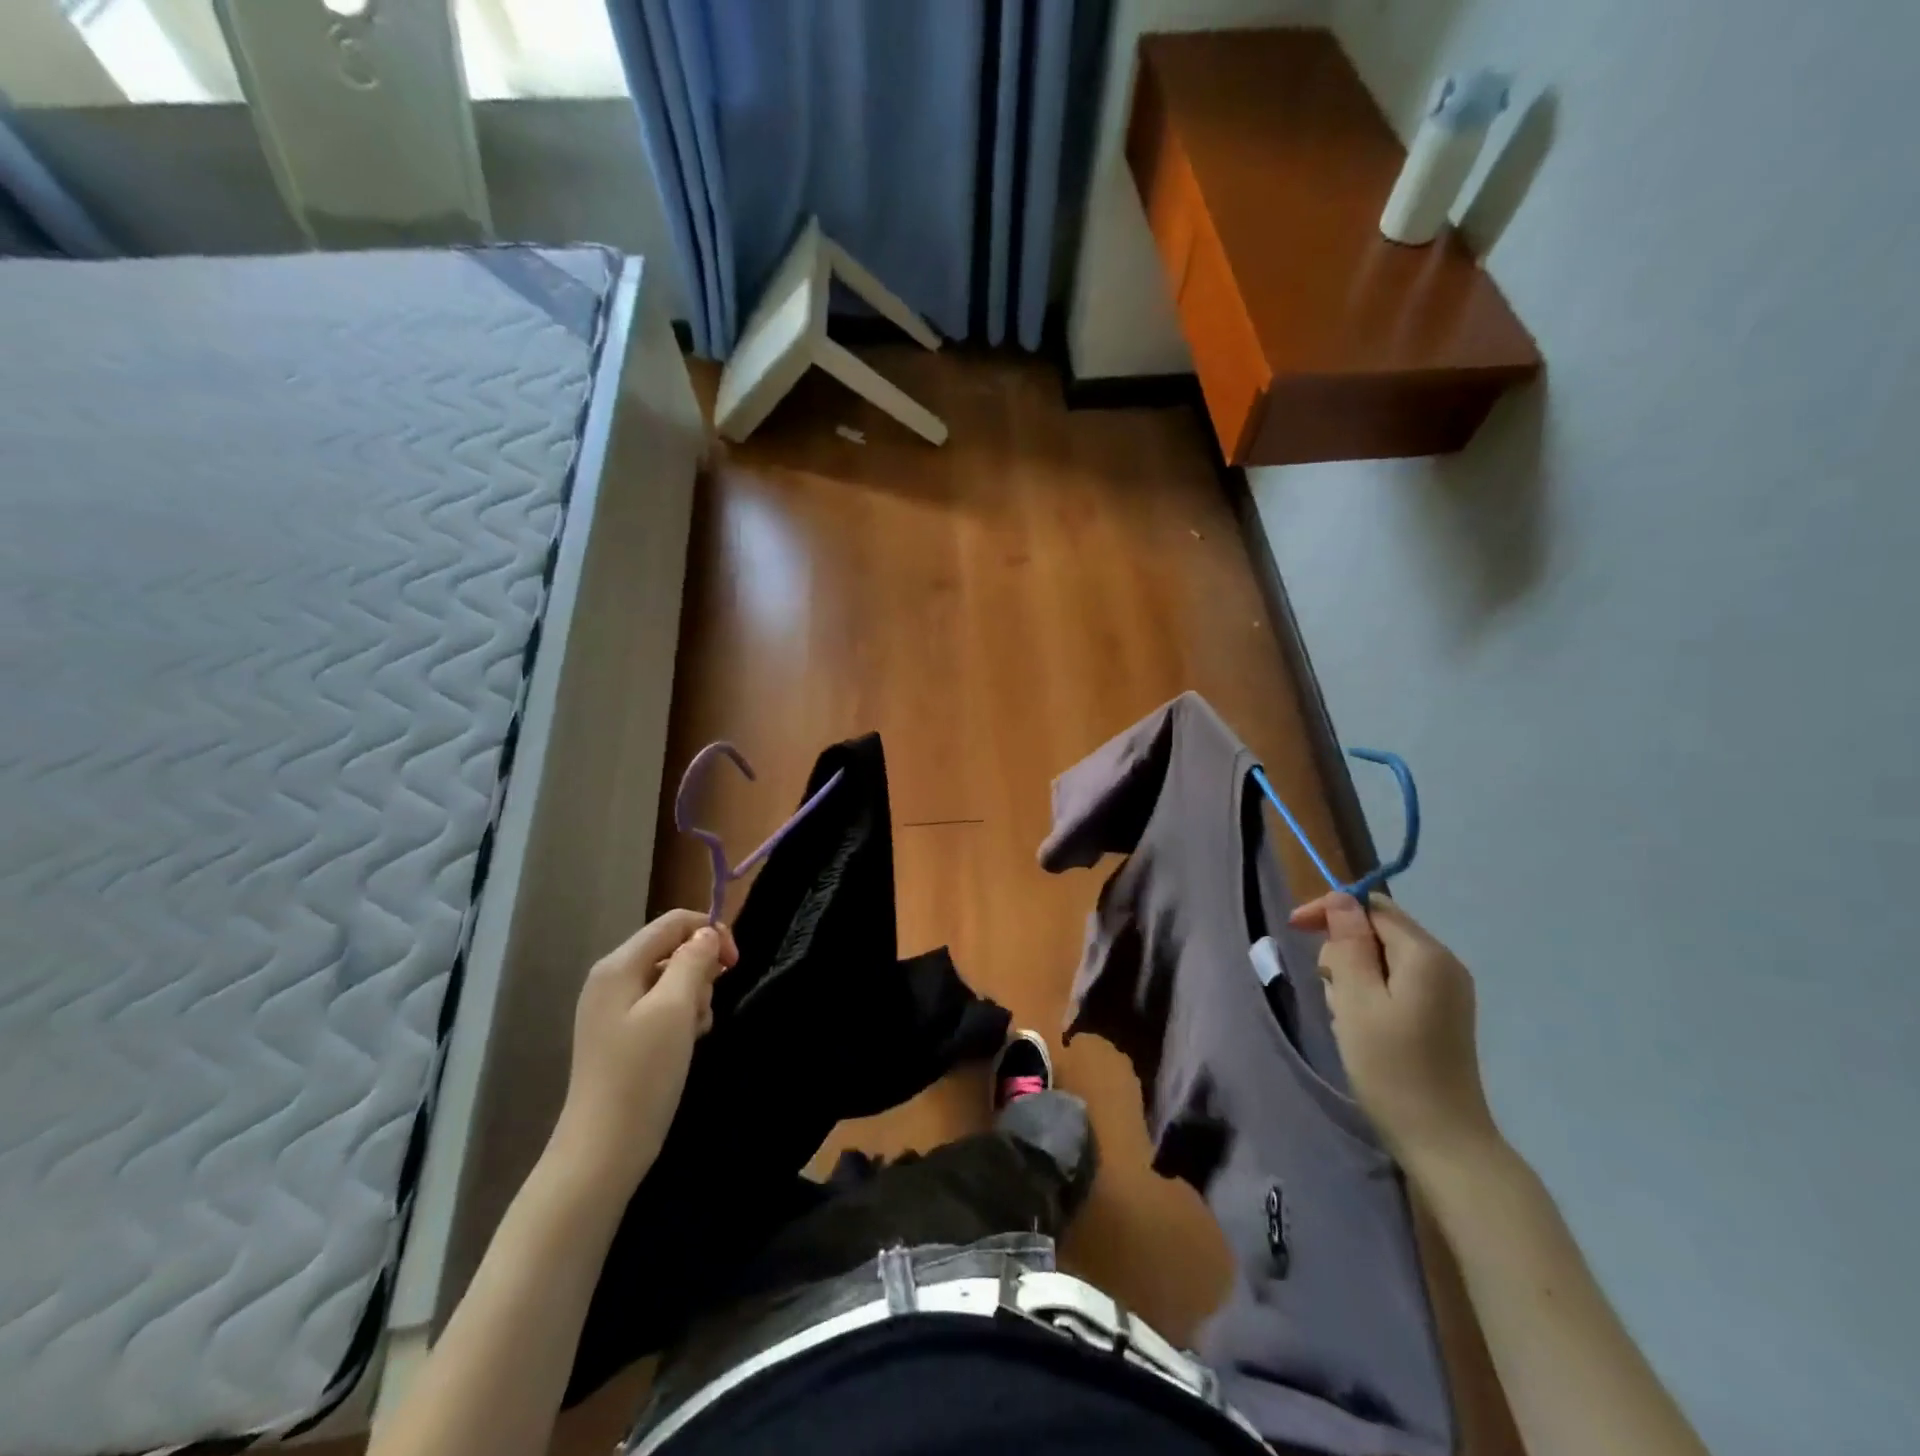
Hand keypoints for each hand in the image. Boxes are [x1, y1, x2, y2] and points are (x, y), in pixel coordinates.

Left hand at [545, 910, 737, 1206]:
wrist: (604, 1149)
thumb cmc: (642, 1074)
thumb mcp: (675, 1009)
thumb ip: (693, 961)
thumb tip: (707, 934)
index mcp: (618, 966)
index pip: (673, 922)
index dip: (710, 933)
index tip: (735, 965)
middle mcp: (612, 979)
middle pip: (673, 949)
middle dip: (701, 972)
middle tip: (703, 1010)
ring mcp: (614, 1009)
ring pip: (672, 979)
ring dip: (694, 998)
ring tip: (694, 1033)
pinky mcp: (622, 1034)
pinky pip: (662, 1006)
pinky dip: (682, 1018)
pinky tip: (686, 1043)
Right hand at [1289, 892, 1498, 1172]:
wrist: (1443, 1142)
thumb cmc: (1392, 1068)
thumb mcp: (1357, 1000)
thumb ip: (1348, 944)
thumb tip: (1341, 900)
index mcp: (1426, 955)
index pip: (1370, 906)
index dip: (1330, 911)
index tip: (1293, 928)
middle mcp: (1443, 964)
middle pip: (1376, 930)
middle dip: (1342, 952)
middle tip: (1332, 993)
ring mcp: (1445, 991)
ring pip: (1380, 958)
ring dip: (1352, 977)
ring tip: (1347, 1018)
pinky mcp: (1440, 1014)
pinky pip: (1393, 982)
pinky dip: (1368, 994)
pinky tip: (1361, 1026)